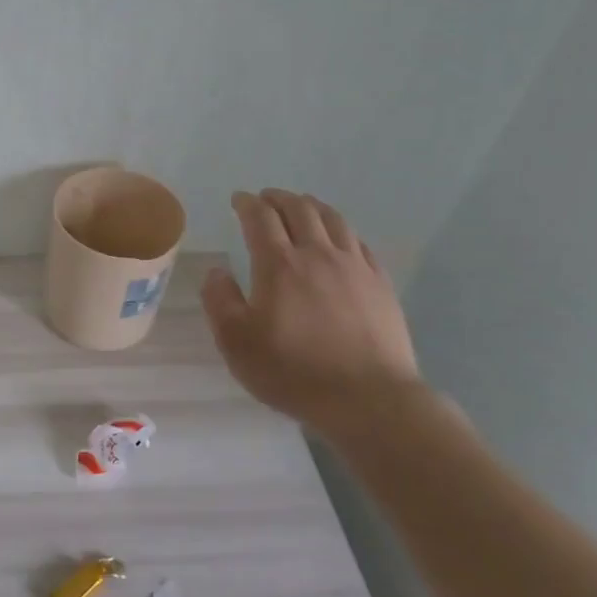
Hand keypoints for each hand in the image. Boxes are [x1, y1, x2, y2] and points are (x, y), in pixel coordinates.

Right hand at [202, 189, 422, 441]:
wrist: (367, 398)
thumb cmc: (292, 371)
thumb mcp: (236, 342)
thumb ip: (219, 301)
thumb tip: (216, 271)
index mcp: (279, 265)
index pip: (260, 218)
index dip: (247, 203)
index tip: (238, 199)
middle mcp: (317, 254)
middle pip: (299, 209)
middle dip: (278, 198)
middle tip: (266, 198)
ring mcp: (354, 267)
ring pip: (333, 220)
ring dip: (312, 206)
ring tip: (302, 206)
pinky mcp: (380, 284)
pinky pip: (359, 243)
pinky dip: (341, 230)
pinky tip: (338, 238)